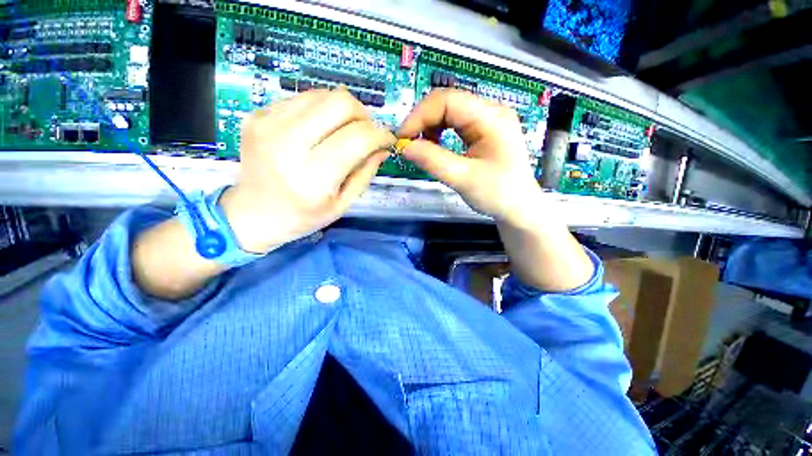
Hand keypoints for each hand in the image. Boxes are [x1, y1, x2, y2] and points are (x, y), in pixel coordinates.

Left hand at [220, 89, 394, 252]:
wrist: (251, 214)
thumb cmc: (302, 217)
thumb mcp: (342, 204)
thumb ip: (365, 173)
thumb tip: (382, 148)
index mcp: (314, 175)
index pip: (359, 137)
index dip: (381, 134)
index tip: (387, 140)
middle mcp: (289, 143)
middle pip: (341, 102)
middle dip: (363, 115)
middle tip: (365, 133)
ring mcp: (268, 123)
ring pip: (323, 94)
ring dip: (342, 111)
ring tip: (343, 131)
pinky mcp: (258, 115)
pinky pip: (302, 99)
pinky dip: (320, 111)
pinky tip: (319, 130)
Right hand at [400, 89, 592, 290]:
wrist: (519, 208)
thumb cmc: (498, 194)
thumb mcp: (463, 179)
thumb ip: (433, 161)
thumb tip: (404, 148)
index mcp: (491, 118)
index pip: (447, 100)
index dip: (420, 116)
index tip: (403, 138)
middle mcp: (491, 111)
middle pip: (447, 102)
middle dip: (423, 121)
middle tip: (408, 144)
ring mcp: (488, 120)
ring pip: (449, 111)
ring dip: (430, 126)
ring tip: (420, 147)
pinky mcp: (483, 131)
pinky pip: (455, 123)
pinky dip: (439, 133)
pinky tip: (434, 146)